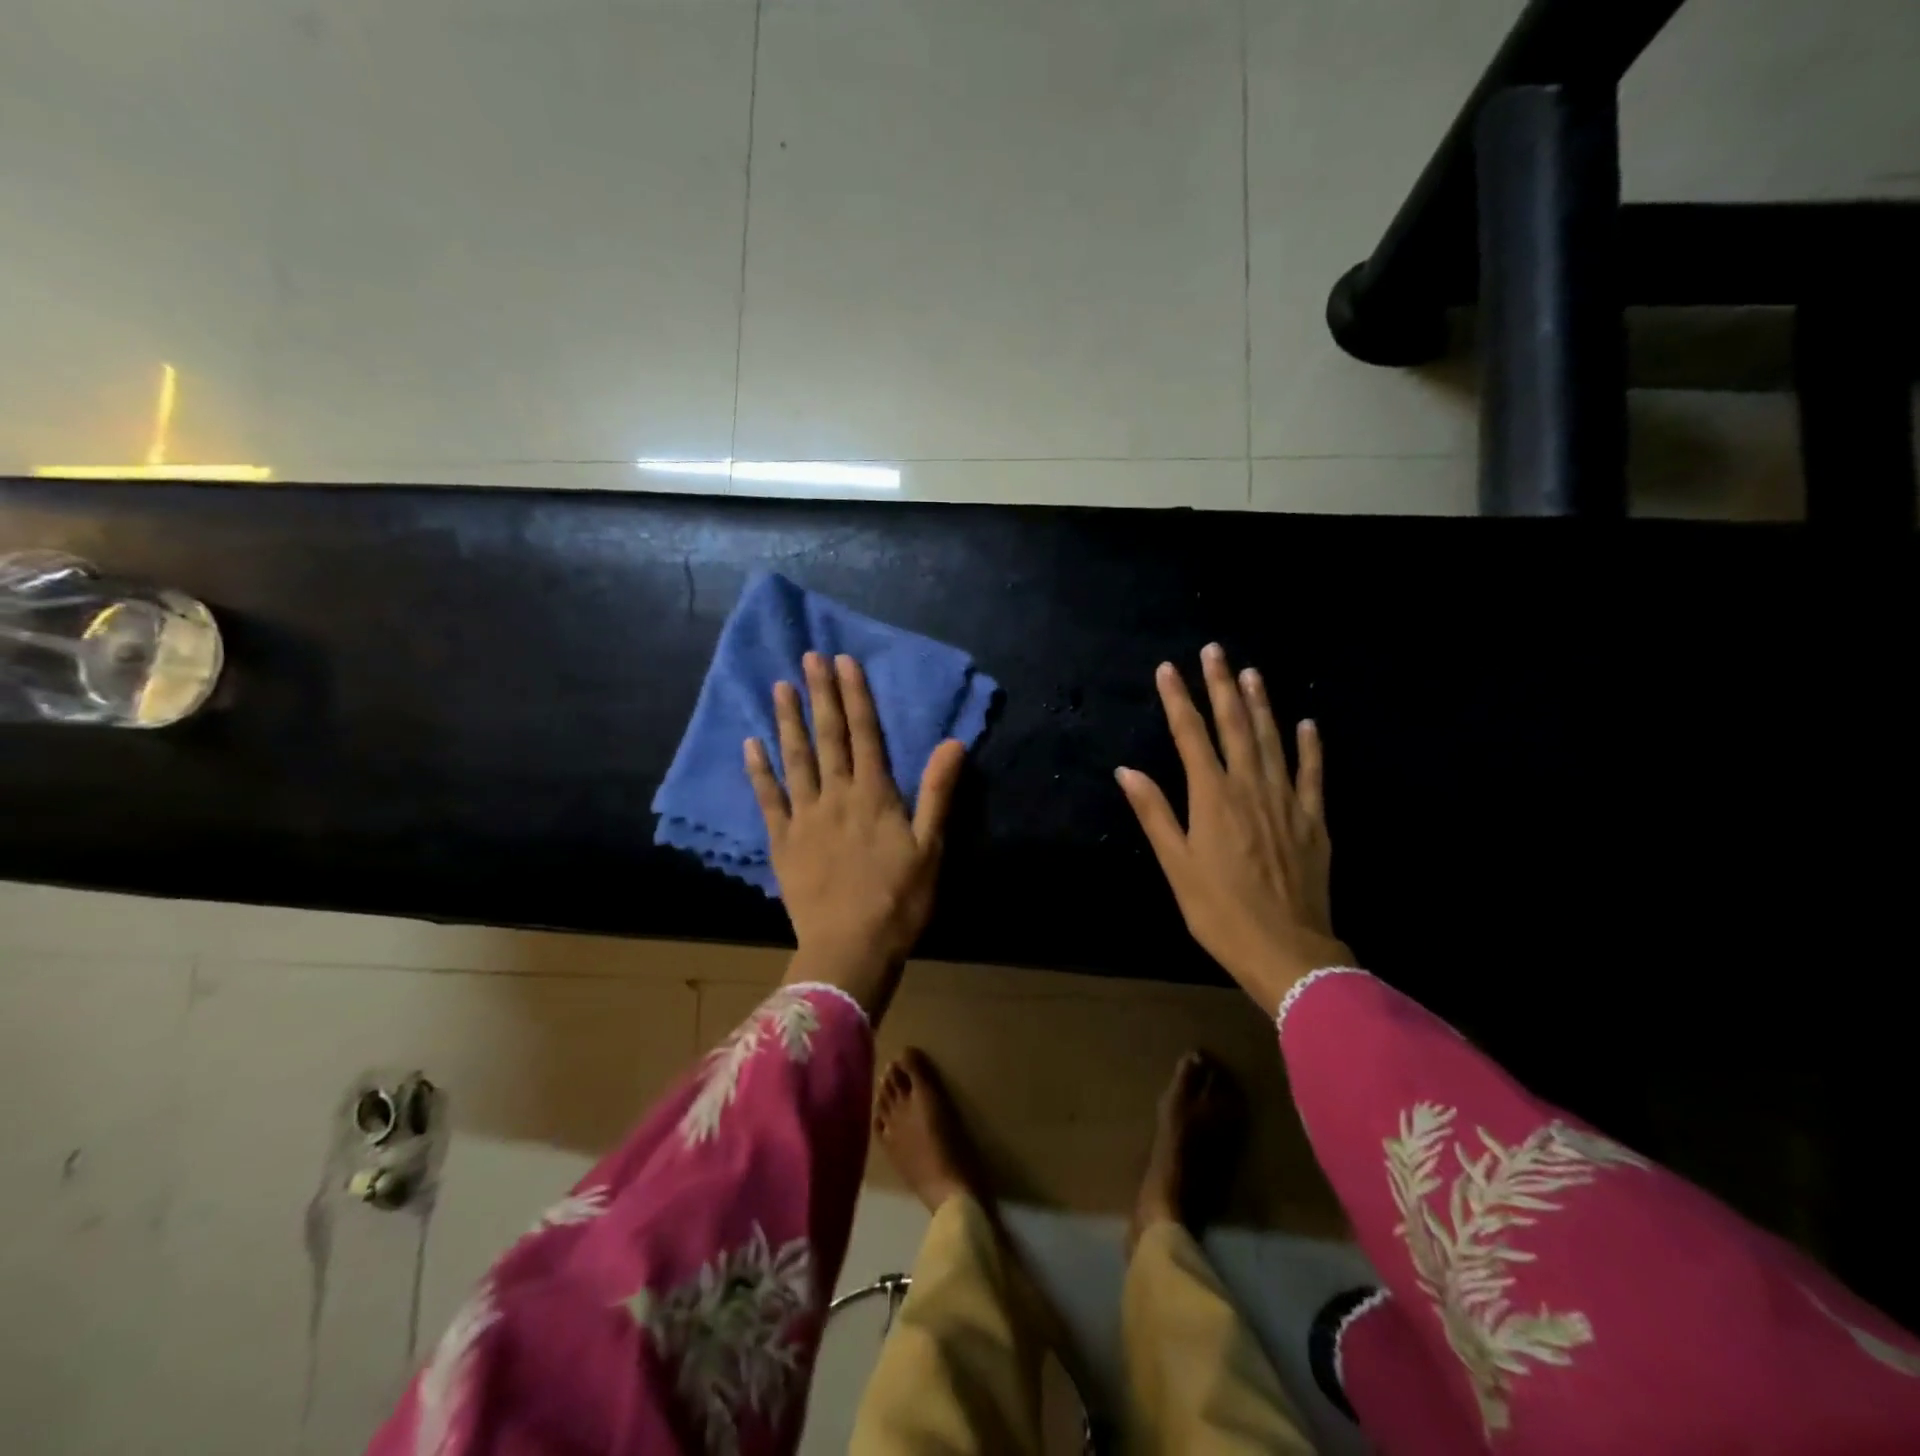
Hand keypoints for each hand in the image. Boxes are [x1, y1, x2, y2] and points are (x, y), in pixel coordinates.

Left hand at [745, 651, 965, 1013]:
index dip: (855, 695)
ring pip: (796, 759)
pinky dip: (759, 771)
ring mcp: (805, 817)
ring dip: (788, 721)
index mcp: (874, 795)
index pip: (865, 734)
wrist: (851, 948)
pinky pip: (768, 799)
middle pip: (828, 737)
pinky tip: (751, 745)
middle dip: (820, 695)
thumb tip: (954, 743)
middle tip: (809, 657)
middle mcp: (837, 796)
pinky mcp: (783, 842)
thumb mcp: (930, 846)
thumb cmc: (899, 900)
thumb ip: (938, 792)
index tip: (844, 661)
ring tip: (780, 687)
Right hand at [1116, 644, 1351, 1014]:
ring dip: (1261, 703)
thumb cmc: (1219, 911)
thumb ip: (1154, 813)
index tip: (1168, 669)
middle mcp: (1249, 788)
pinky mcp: (1313, 820)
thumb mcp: (1176, 865)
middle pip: (1234, 726)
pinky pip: (1312, 773)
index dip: (1178, 700)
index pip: (1191, 736)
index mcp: (1212, 798)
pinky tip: (1306, 723)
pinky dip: (1309, 746)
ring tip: (1251, 672)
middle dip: (1222, 686)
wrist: (1286, 950)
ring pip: (1272, 740)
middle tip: (1215, 650)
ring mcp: (1286, 801)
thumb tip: (1127, 771)